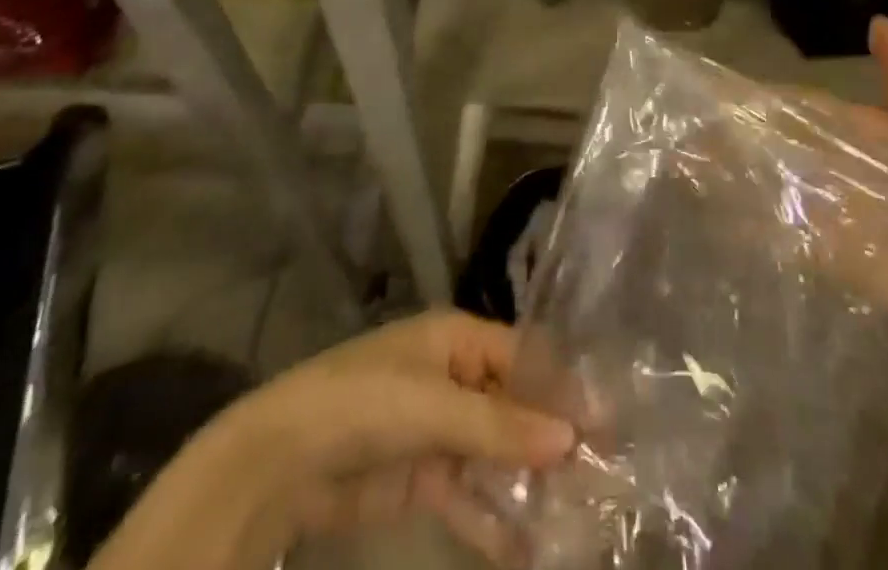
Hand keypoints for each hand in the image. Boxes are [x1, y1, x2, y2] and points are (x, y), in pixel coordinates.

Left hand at [89, 311, 573, 569]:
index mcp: (458, 339)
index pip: (524, 357)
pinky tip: (526, 549)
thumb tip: (570, 437)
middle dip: (550, 441)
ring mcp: (438, 429)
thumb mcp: (435, 407)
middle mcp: (455, 377)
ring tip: (575, 519)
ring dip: (526, 485)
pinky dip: (493, 520)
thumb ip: (500, 427)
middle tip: (602, 478)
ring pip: (495, 455)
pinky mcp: (421, 477)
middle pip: (513, 407)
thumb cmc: (364, 403)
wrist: (281, 462)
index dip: (562, 388)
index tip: (606, 425)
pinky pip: (468, 496)